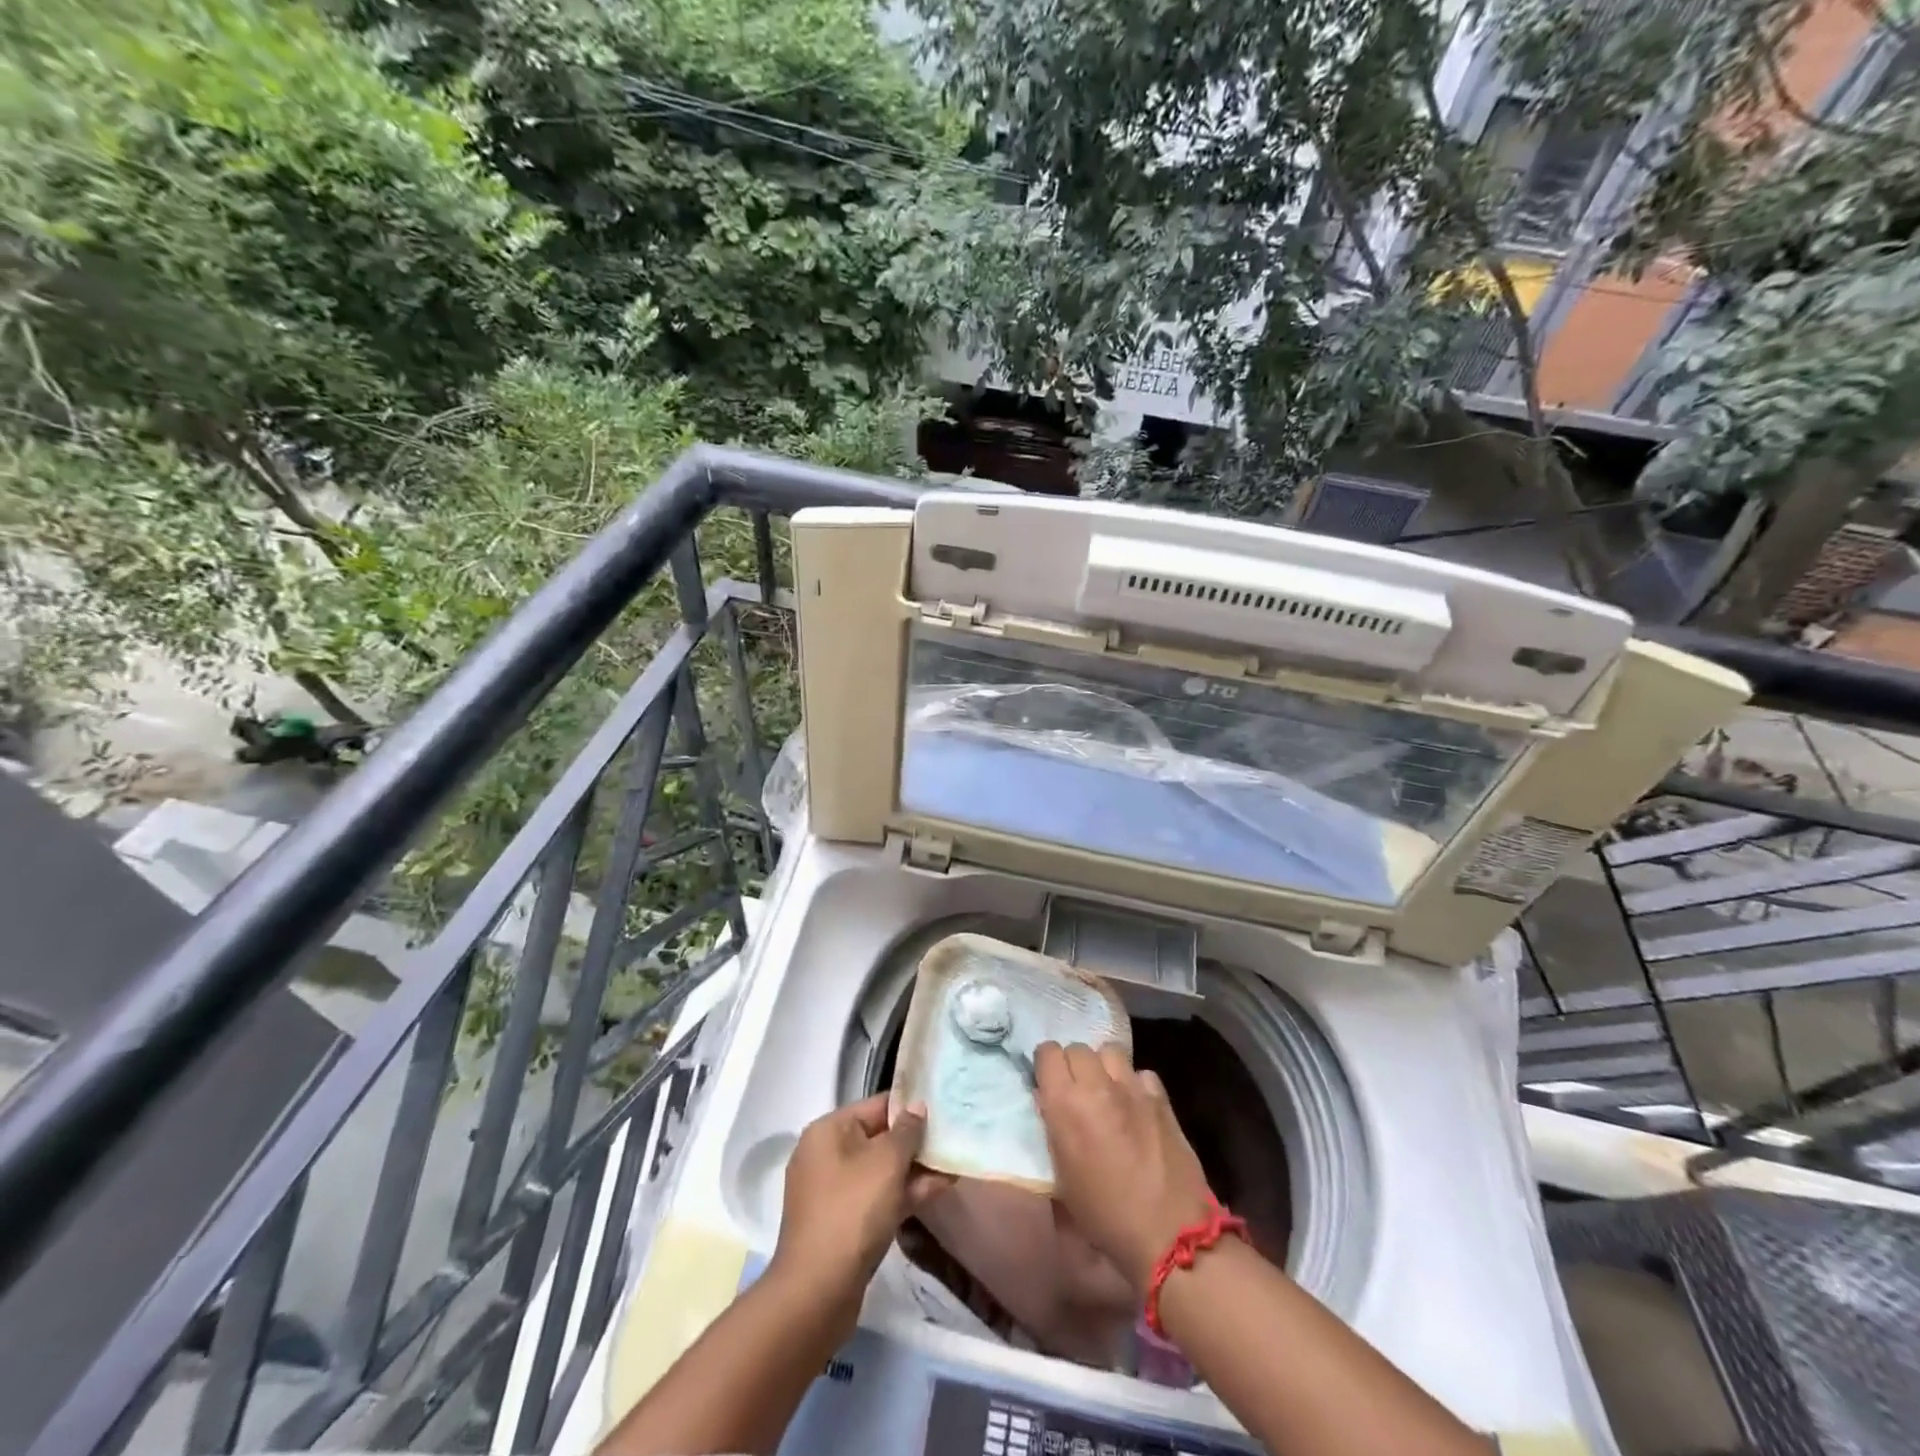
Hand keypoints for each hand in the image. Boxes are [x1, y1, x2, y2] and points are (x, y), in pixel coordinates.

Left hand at [772, 1094, 952, 1305]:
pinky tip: (939, 1190)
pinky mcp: (843, 1222)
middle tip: (953, 1137)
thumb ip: (906, 1131)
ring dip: (916, 1169)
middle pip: (879, 1137)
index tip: (943, 1107)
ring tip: (954, 1164)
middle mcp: (827, 1154)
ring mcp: (834, 1190)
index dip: (910, 1105)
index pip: (876, 1105)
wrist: (818, 1292)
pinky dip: (904, 1193)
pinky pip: (878, 1196)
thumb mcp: (886, 1162)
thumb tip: (916, 1107)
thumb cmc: (852, 1211)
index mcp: (828, 1131)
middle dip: (916, 1141)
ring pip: (882, 1170)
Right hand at [1034, 1042, 1214, 1293]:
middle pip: (1078, 1047)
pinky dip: (1135, 1084)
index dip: (1046, 1065)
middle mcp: (1097, 1085)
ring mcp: (1132, 1088)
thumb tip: (1047, 1100)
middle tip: (1078, 1091)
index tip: (1049, 1083)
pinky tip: (1137, 1106)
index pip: (1048, 1053)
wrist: (1167, 1233)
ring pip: (1110, 1051)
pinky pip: (1141, 1073)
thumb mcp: (1062, 1177)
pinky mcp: (1161, 1098)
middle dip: (1073, 1065)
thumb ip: (1052, 1129)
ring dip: (1104, 1067)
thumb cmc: (1104, 1214)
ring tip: (1107, 1091)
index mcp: (1065, 1103)